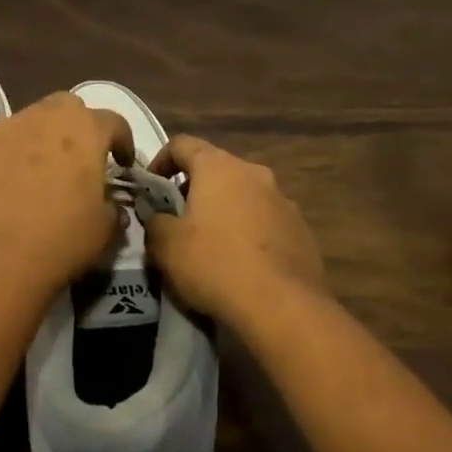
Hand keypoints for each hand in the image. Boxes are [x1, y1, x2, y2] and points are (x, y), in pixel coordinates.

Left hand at [0, 93, 133, 307]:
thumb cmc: (59, 243)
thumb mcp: (103, 231)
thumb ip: (114, 208)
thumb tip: (112, 205)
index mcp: (85, 131)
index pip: (113, 121)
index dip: (122, 140)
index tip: (121, 163)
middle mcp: (45, 117)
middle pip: (67, 107)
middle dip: (77, 126)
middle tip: (78, 159)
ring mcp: (4, 128)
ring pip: (29, 121)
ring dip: (39, 139)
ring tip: (36, 174)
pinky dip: (5, 157)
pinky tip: (2, 187)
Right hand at [145, 136, 326, 326]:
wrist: (282, 306)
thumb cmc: (216, 264)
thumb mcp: (166, 246)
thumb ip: (154, 222)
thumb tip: (158, 218)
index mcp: (218, 166)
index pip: (182, 144)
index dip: (161, 161)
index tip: (151, 187)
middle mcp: (253, 172)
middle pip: (216, 169)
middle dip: (195, 189)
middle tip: (179, 220)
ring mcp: (281, 199)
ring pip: (244, 195)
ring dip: (226, 211)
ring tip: (213, 245)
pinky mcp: (300, 229)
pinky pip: (267, 221)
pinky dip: (251, 233)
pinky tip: (244, 264)